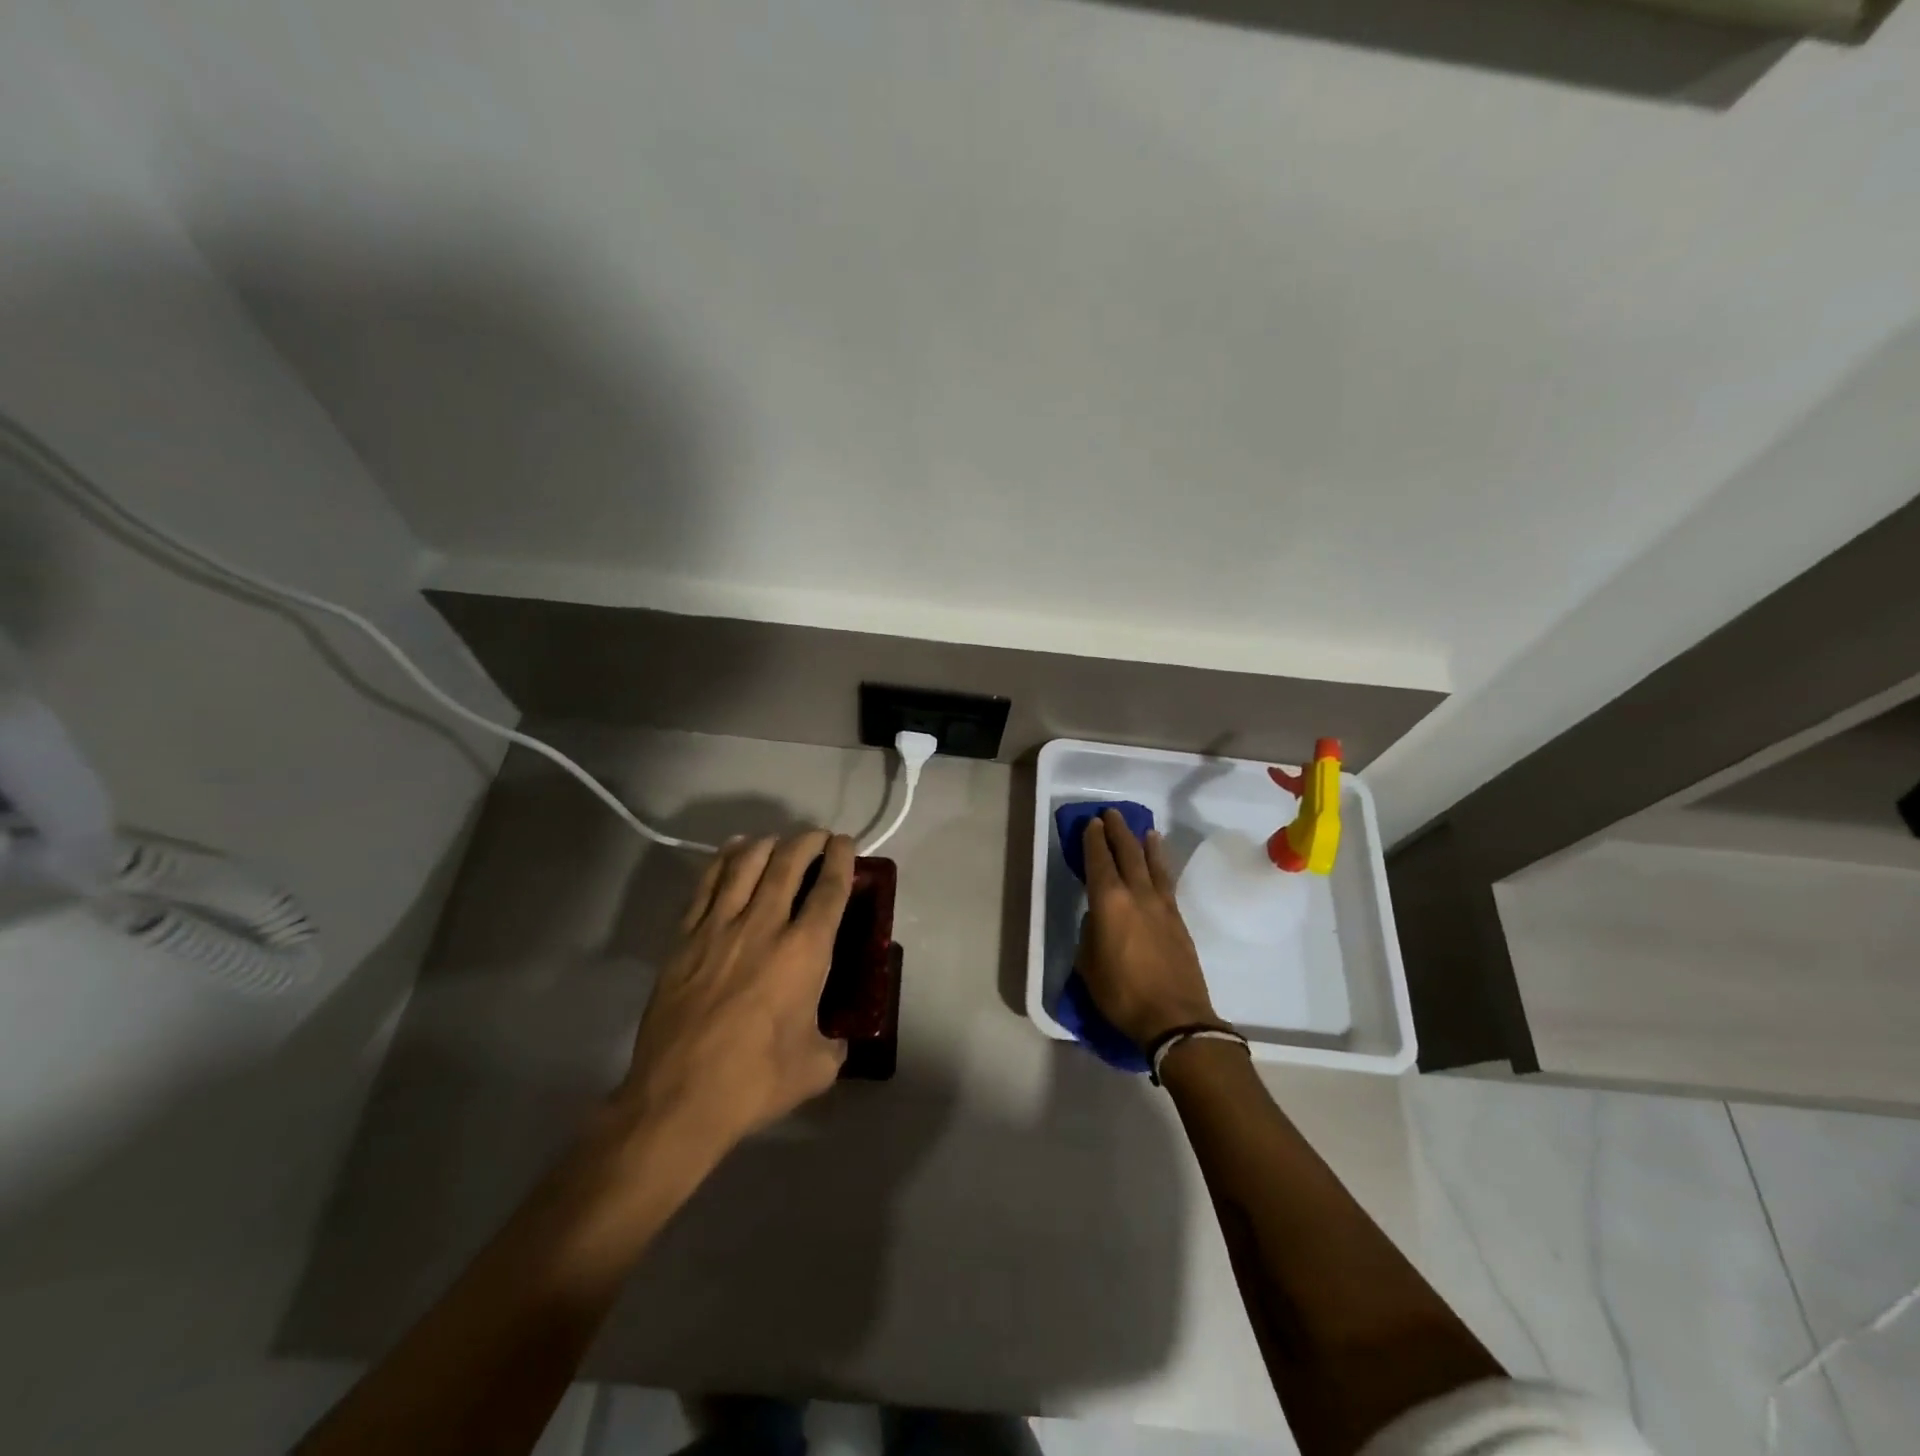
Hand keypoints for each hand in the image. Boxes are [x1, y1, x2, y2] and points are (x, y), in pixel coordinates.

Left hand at [616, 829, 854, 1152]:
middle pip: (789, 862)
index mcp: (804, 952)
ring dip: (768, 843)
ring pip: (746, 863)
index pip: (830, 888)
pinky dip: (724, 859)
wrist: (678, 1099)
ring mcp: (719, 927)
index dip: (841, 859)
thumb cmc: (755, 1082)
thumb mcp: (816, 1067)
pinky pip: (706, 882)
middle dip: (808, 841)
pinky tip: (734, 852)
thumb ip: (834, 1043)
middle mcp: (764, 925)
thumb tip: (837, 1038)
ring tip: (778, 842)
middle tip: (818, 838)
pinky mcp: (684, 937)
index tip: (845, 844)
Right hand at [1077, 810, 1218, 1047]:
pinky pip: (1167, 881)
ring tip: (1142, 828)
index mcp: (1109, 903)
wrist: (1176, 1018)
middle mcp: (1137, 895)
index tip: (1091, 823)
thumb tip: (1099, 920)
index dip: (1094, 841)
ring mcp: (1162, 906)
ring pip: (1152, 864)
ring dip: (1144, 844)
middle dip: (1117, 832)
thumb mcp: (1089, 966)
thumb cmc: (1122, 994)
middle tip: (1111, 814)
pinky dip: (1161, 865)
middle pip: (1127, 854)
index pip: (1099, 862)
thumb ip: (1091, 935)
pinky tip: (1160, 862)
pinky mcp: (1178, 920)